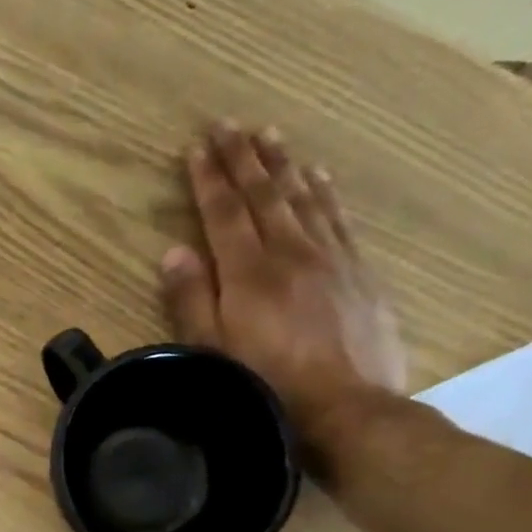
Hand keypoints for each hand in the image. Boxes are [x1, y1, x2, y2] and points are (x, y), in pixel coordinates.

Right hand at [161, 122, 406, 464]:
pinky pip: (338, 218)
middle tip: (230, 123)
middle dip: (243, 157)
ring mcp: (330, 258)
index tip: (197, 145)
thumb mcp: (213, 351)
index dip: (208, 178)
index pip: (223, 213)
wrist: (348, 408)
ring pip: (303, 198)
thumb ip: (192, 300)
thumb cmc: (267, 385)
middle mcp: (290, 253)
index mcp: (248, 273)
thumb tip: (173, 253)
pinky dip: (324, 191)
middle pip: (264, 195)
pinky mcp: (358, 272)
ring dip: (283, 164)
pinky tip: (317, 175)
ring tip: (270, 136)